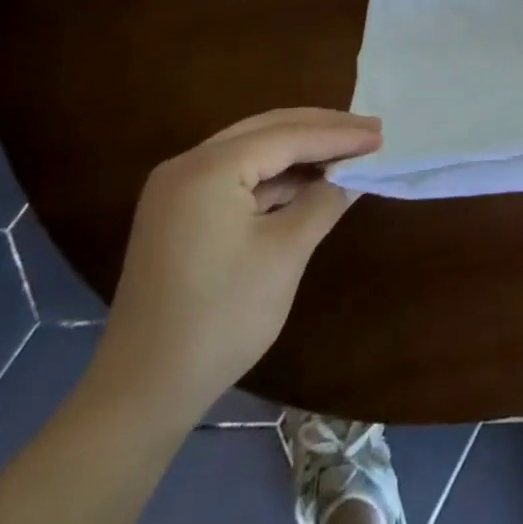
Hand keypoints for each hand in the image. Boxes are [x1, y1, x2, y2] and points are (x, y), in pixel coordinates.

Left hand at [86, 108, 381, 423]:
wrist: (142, 393)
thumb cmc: (221, 318)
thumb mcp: (285, 255)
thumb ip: (323, 202)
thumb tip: (353, 174)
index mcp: (208, 168)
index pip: (286, 136)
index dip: (337, 135)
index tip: (379, 135)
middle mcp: (187, 164)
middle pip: (267, 130)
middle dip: (320, 130)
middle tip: (369, 131)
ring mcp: (178, 189)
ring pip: (252, 150)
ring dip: (299, 152)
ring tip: (347, 152)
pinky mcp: (179, 213)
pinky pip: (236, 177)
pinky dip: (275, 177)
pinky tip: (308, 182)